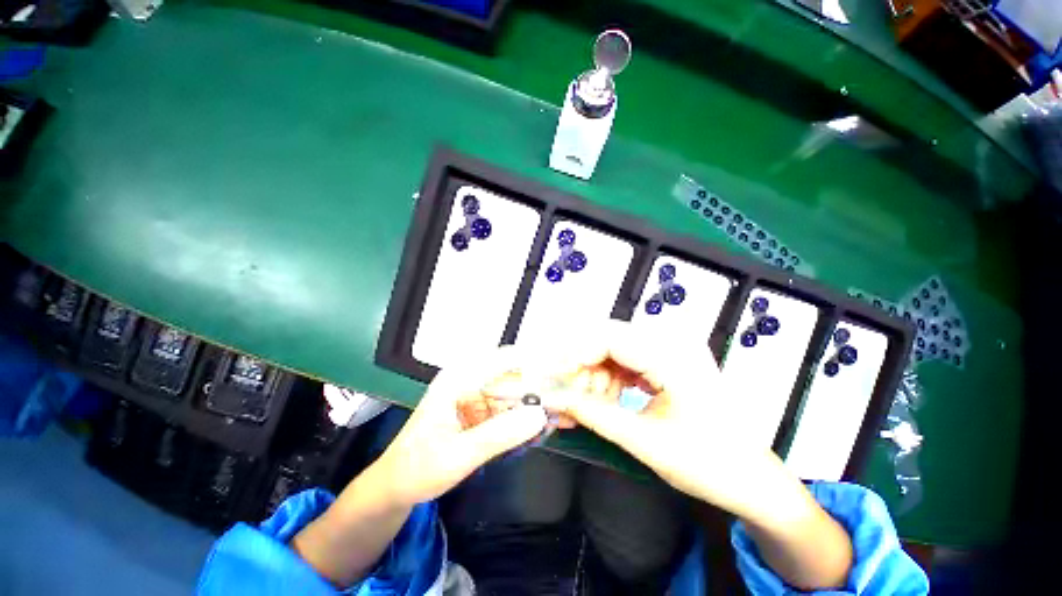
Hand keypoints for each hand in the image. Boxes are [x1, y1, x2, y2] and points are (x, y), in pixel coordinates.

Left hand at [370, 345, 549, 507]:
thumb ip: (498, 434)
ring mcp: (477, 395)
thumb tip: (539, 414)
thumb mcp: (458, 455)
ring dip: (539, 403)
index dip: (536, 360)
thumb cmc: (418, 468)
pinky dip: (528, 417)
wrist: (397, 486)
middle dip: (543, 386)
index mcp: (459, 378)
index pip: (504, 359)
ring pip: (516, 392)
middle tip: (572, 397)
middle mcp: (471, 379)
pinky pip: (510, 409)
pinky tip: (547, 425)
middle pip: (514, 375)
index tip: (564, 370)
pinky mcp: (481, 411)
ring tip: (567, 413)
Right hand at [549, 320, 788, 519]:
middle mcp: (672, 343)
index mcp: (673, 356)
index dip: (576, 354)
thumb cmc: (708, 464)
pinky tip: (606, 398)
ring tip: (588, 403)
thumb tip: (556, 401)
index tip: (554, 376)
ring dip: (595, 373)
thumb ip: (595, 416)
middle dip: (583, 365)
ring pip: (615, 350)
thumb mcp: (645, 442)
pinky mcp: (669, 362)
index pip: (610, 339)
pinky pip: (627, 360)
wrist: (753, 480)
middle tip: (568, 394)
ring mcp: (672, 351)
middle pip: (610, 340)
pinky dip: (610, 377)